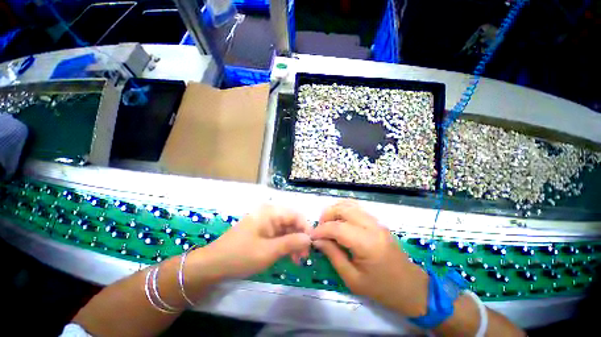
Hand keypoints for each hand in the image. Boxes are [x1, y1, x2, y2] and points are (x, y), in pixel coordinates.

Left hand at [193, 205, 311, 280]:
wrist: (213, 264)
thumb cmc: (240, 256)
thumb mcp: (268, 251)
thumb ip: (291, 243)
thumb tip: (310, 239)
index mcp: (271, 212)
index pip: (296, 215)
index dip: (306, 229)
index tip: (311, 246)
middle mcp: (270, 213)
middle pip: (292, 222)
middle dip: (300, 238)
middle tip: (303, 257)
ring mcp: (266, 221)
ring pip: (287, 229)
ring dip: (293, 243)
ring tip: (297, 260)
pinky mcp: (263, 230)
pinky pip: (279, 234)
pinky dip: (285, 244)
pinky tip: (288, 256)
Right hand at [311, 200, 428, 316]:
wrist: (411, 287)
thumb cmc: (382, 289)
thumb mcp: (352, 279)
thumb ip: (333, 255)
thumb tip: (317, 240)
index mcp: (367, 244)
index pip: (337, 227)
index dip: (321, 230)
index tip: (312, 236)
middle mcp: (372, 227)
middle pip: (343, 209)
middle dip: (327, 215)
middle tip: (320, 228)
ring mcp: (376, 222)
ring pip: (349, 205)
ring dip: (335, 210)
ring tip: (328, 224)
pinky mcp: (377, 222)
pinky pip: (357, 208)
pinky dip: (344, 210)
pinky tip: (339, 220)